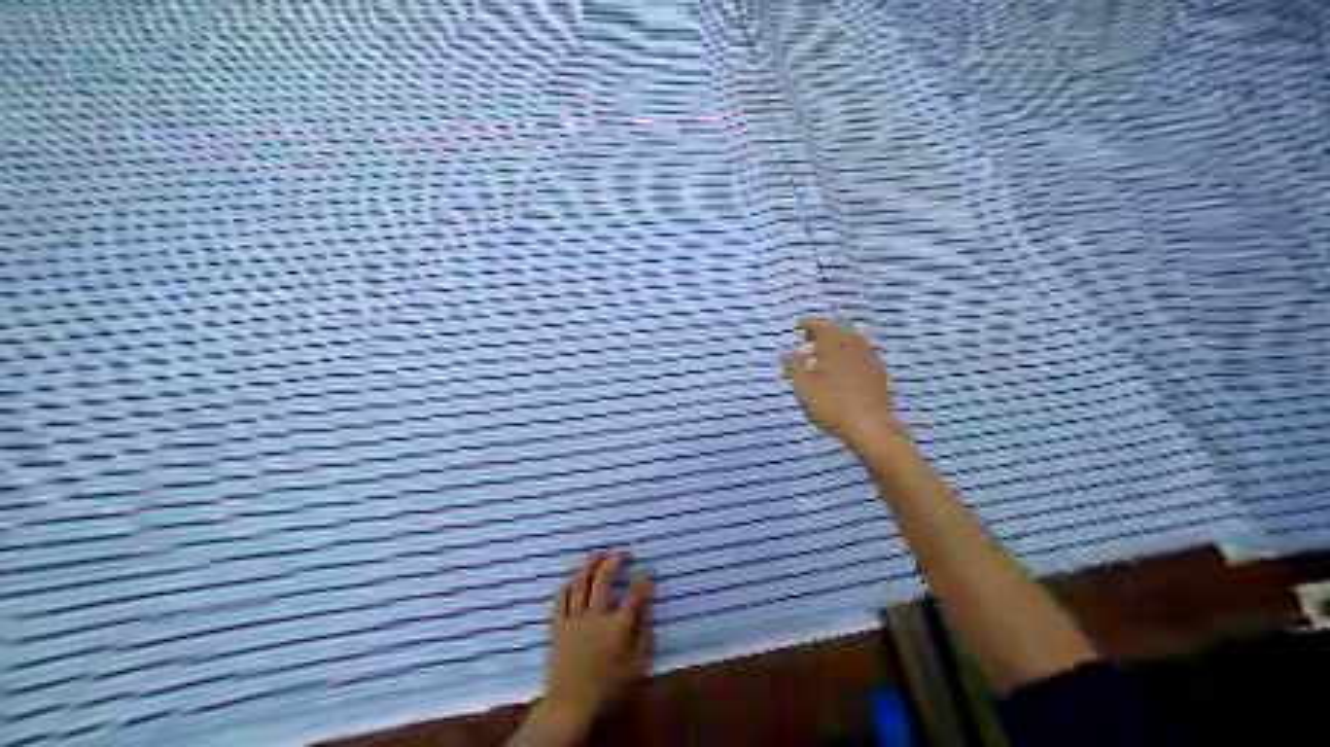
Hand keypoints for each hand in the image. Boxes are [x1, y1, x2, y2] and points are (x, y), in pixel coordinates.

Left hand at [510, 550, 652, 743]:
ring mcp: (574, 619)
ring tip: (599, 555)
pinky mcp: (558, 625)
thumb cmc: (609, 689)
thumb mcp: (637, 666)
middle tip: (623, 553)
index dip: (643, 578)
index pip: (634, 594)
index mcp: (618, 627)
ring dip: (590, 564)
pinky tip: (575, 577)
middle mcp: (596, 616)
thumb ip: (644, 635)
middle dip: (615, 560)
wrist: (570, 705)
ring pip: (580, 582)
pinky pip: (561, 597)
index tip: (648, 570)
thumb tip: (648, 609)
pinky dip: (569, 583)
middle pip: (604, 578)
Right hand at [782, 316, 908, 456]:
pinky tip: (843, 369)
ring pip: (850, 341)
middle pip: (837, 330)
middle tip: (809, 340)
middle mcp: (855, 343)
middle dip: (823, 333)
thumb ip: (795, 367)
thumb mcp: (805, 388)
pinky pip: (860, 354)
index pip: (821, 324)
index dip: (809, 324)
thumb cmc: (833, 405)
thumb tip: (791, 353)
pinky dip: (848, 355)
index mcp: (835, 343)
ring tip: (824, 354)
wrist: (872, 427)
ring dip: (836, 343)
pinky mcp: (878, 371)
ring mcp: (870, 357)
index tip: (800, 325)